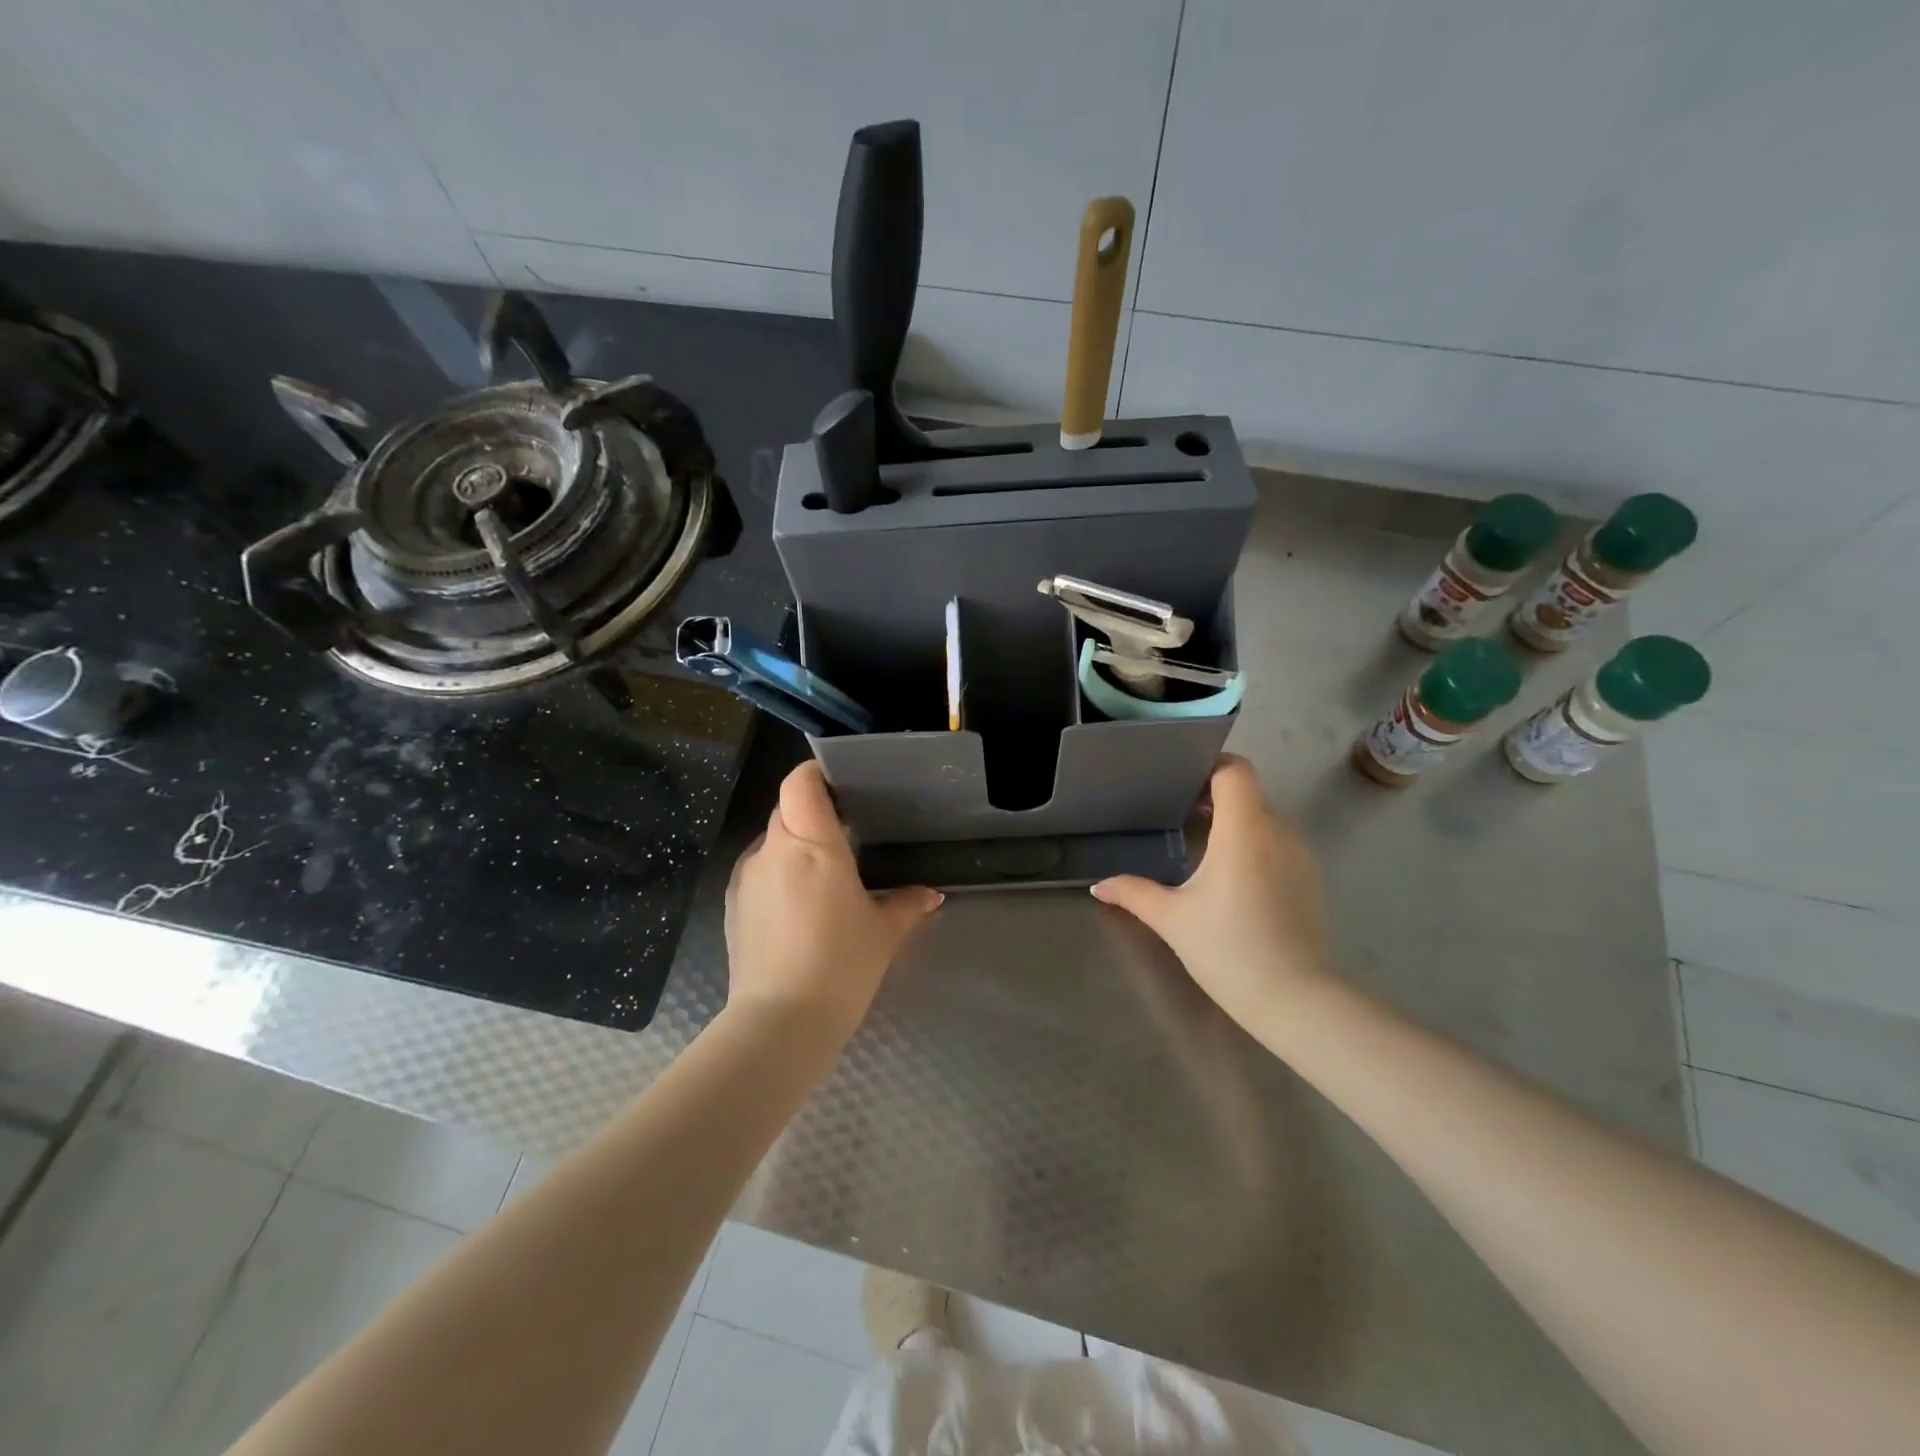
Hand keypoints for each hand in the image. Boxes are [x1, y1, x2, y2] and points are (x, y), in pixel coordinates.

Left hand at [724, 761, 942, 1044]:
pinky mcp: (732, 904)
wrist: (780, 1023)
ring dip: (795, 846)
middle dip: (815, 813)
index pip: (801, 782)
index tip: (842, 785)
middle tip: (847, 835)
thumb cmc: (841, 966)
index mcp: (812, 844)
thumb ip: (908, 904)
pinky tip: (798, 908)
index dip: (817, 774)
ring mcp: (746, 876)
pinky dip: (779, 874)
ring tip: (823, 877)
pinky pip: (759, 870)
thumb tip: (931, 895)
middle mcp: (773, 849)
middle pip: (789, 808)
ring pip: (772, 840)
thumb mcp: (884, 933)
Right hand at [1092, 755, 1329, 1036]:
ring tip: (1201, 845)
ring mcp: (1300, 855)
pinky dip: (1253, 843)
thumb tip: (1098, 886)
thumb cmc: (1228, 950)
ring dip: (1234, 821)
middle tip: (1178, 813)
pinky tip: (1231, 876)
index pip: (1236, 771)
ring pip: (1264, 817)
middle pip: (1247, 792)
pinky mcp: (1310, 877)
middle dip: (1214, 796)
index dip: (1211, 766)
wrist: (1294, 1000)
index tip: (1182, 782)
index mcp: (1243, 831)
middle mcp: (1277, 832)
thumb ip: (1133, 893)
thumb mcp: (1172, 919)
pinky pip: (1278, 842)